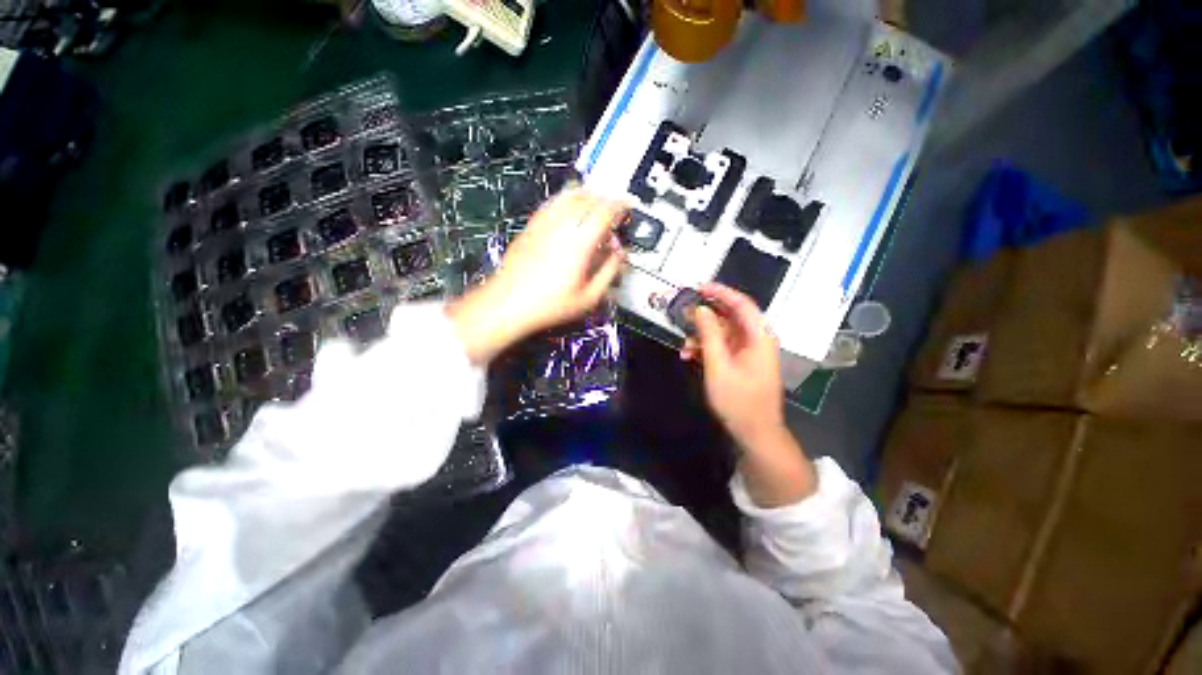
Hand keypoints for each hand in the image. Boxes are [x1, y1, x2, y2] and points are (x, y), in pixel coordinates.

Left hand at [449, 190, 626, 363]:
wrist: (508, 303)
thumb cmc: (548, 305)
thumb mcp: (588, 298)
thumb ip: (609, 272)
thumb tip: (620, 256)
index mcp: (579, 243)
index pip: (605, 211)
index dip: (620, 206)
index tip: (627, 207)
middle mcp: (561, 227)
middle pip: (588, 198)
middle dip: (606, 198)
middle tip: (614, 208)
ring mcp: (543, 224)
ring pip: (568, 195)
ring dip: (587, 194)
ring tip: (595, 202)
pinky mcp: (531, 227)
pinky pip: (552, 203)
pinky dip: (566, 199)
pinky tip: (569, 207)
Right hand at [682, 283, 815, 505]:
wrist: (755, 433)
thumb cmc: (738, 400)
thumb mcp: (718, 366)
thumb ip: (709, 335)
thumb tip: (700, 309)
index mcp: (759, 337)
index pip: (742, 304)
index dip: (720, 292)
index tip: (698, 287)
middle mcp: (757, 339)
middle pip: (731, 316)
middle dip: (705, 315)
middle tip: (683, 314)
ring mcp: (749, 351)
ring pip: (723, 332)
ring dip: (702, 335)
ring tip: (684, 345)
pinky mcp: (741, 362)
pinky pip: (722, 346)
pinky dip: (706, 348)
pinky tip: (690, 355)